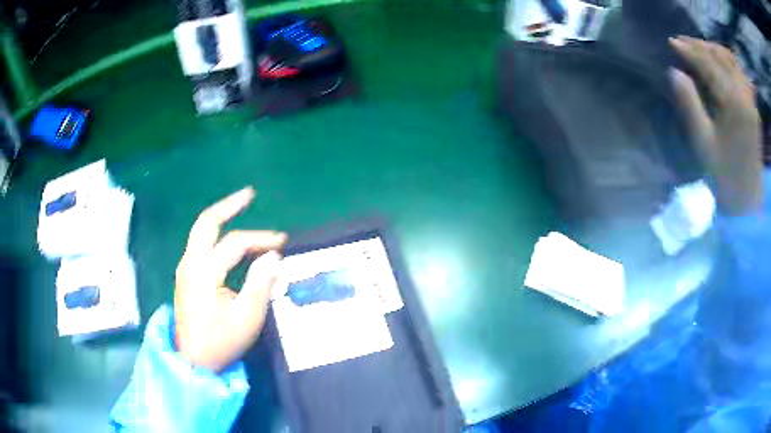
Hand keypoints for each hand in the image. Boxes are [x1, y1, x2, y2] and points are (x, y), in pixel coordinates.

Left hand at [174, 187, 286, 371]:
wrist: (193, 361)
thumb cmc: (221, 341)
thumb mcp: (247, 317)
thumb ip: (260, 283)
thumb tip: (273, 256)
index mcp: (204, 271)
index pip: (235, 243)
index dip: (261, 239)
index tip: (283, 243)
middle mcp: (190, 262)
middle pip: (206, 222)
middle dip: (228, 205)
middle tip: (249, 194)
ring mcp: (185, 268)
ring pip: (201, 231)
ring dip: (221, 218)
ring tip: (240, 208)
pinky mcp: (186, 276)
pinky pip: (200, 245)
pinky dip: (216, 235)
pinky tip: (228, 239)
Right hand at [669, 36, 763, 215]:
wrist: (747, 203)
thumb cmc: (724, 176)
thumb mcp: (703, 143)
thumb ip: (689, 104)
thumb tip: (674, 72)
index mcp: (733, 103)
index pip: (708, 64)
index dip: (688, 51)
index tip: (671, 42)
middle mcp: (744, 95)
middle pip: (720, 57)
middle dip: (700, 45)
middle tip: (682, 42)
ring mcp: (751, 101)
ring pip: (732, 61)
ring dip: (715, 49)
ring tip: (701, 48)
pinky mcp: (754, 108)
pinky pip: (741, 74)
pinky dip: (729, 61)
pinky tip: (722, 61)